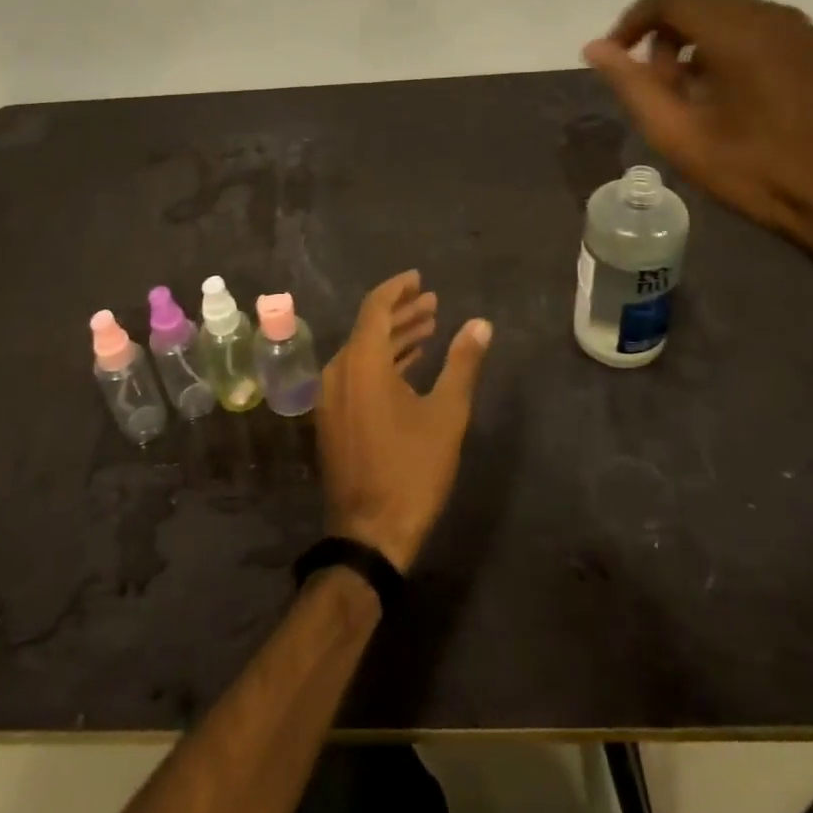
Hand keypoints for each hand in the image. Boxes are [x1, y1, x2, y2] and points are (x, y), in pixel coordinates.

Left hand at [318, 271, 492, 573]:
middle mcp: (338, 371)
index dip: (398, 289)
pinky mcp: (332, 417)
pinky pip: (357, 374)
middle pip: (369, 327)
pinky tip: (409, 365)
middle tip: (432, 302)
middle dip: (402, 313)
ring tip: (429, 327)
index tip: (419, 279)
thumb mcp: (446, 414)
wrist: (370, 534)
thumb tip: (481, 324)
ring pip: (363, 351)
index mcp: (361, 362)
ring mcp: (331, 396)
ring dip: (394, 338)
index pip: (375, 308)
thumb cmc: (412, 470)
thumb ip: (462, 364)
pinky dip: (383, 363)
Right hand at [583, 0, 812, 258]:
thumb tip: (595, 48)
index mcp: (738, 32)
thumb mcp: (679, 135)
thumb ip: (632, 85)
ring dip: (690, 39)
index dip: (632, 21)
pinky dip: (721, 45)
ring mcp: (799, 30)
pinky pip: (753, 26)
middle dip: (660, 31)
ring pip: (725, 11)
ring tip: (684, 93)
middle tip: (650, 83)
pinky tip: (720, 93)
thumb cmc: (757, 173)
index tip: (615, 58)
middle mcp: (771, 16)